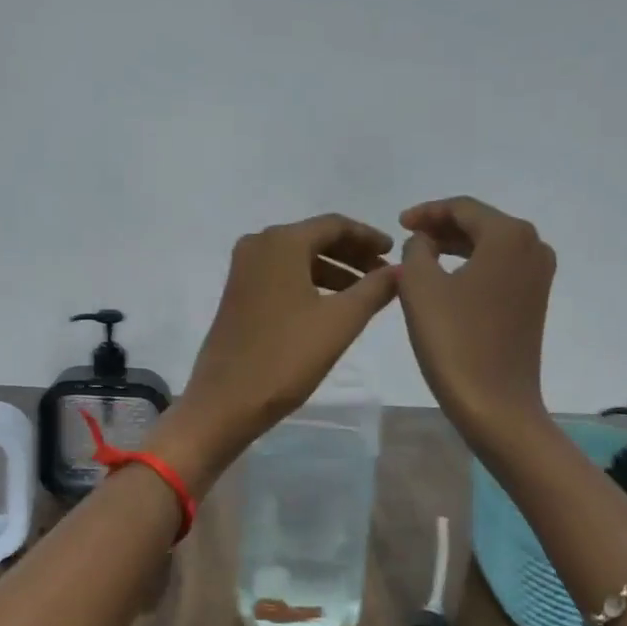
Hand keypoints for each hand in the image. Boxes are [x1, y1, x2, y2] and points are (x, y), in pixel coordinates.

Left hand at [153, 214, 397, 486]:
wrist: (226, 400)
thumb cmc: (286, 357)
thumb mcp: (340, 321)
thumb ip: (375, 289)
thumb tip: (400, 270)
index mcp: (281, 242)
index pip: (334, 225)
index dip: (368, 236)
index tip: (394, 252)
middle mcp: (258, 245)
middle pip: (315, 238)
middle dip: (352, 253)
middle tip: (384, 273)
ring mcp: (243, 270)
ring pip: (298, 258)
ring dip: (333, 270)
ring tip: (365, 293)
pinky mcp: (238, 294)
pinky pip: (282, 276)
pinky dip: (311, 283)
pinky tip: (332, 306)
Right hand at [397, 197, 556, 456]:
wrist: (496, 403)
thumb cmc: (454, 340)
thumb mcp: (419, 286)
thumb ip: (416, 249)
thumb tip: (424, 241)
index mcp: (509, 235)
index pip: (463, 208)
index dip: (427, 211)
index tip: (398, 223)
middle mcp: (533, 246)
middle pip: (480, 224)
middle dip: (442, 228)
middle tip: (407, 238)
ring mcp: (538, 276)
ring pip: (490, 247)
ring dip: (455, 247)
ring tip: (421, 258)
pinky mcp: (535, 301)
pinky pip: (499, 269)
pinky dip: (471, 267)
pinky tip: (446, 281)